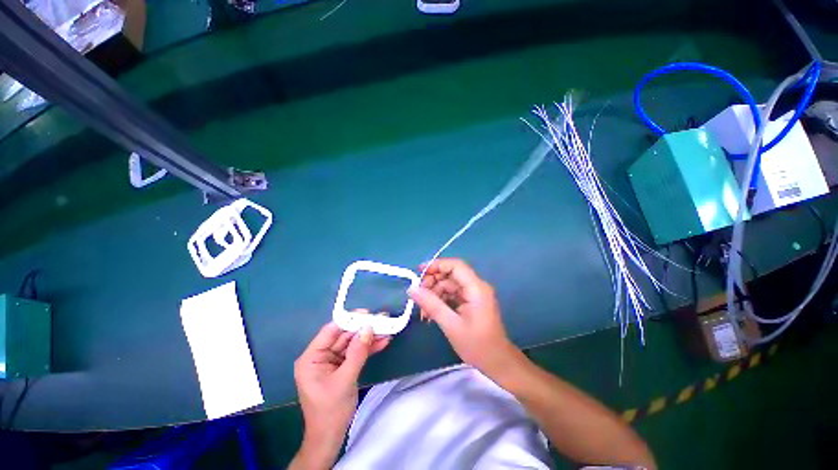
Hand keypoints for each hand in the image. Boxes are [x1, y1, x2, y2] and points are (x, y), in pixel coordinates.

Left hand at [291, 319, 389, 468]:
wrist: (330, 437)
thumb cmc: (331, 411)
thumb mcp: (345, 380)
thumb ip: (357, 353)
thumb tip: (368, 328)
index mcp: (311, 358)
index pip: (330, 331)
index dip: (349, 320)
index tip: (368, 314)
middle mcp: (320, 356)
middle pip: (344, 335)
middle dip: (363, 328)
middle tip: (382, 320)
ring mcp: (332, 361)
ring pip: (352, 343)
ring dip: (369, 337)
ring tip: (387, 328)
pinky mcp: (342, 366)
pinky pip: (356, 352)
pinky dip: (369, 347)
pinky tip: (383, 341)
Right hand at [408, 258, 520, 377]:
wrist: (496, 362)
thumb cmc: (477, 345)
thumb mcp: (451, 325)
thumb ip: (431, 304)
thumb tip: (412, 289)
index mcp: (476, 288)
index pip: (456, 266)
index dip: (437, 265)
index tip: (419, 272)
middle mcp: (476, 286)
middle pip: (451, 274)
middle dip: (433, 282)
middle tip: (418, 296)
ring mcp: (473, 294)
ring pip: (449, 284)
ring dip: (434, 293)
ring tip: (424, 310)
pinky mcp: (470, 301)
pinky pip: (452, 294)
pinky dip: (440, 300)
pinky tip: (430, 312)